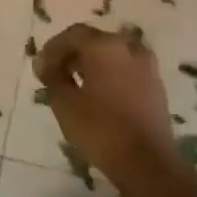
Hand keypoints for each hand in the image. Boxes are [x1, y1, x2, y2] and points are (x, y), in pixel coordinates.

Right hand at [34, 24, 174, 176]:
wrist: (147, 161)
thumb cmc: (100, 129)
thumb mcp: (64, 103)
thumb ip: (52, 77)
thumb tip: (47, 64)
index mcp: (104, 46)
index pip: (73, 34)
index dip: (53, 49)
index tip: (40, 69)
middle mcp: (128, 46)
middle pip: (94, 40)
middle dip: (72, 54)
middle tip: (55, 74)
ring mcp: (146, 64)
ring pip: (112, 53)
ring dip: (92, 63)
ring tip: (76, 85)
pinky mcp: (155, 83)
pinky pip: (126, 68)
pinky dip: (110, 73)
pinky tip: (99, 94)